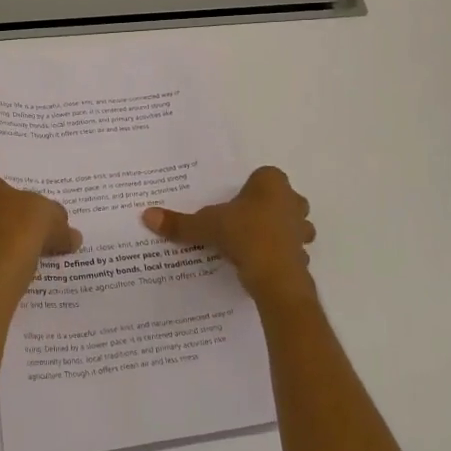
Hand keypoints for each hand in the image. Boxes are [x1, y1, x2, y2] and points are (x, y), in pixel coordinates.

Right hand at [143, 166, 315, 300]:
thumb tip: (147, 215)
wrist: (275, 275)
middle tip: (242, 221)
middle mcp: (292, 201)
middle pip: (281, 198)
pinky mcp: (304, 254)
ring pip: (292, 224)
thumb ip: (180, 222)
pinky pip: (292, 251)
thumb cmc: (244, 234)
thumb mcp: (206, 225)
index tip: (233, 203)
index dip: (249, 188)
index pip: (263, 176)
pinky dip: (280, 256)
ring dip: (278, 232)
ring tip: (253, 244)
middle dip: (267, 208)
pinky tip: (262, 265)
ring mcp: (302, 228)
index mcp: (272, 183)